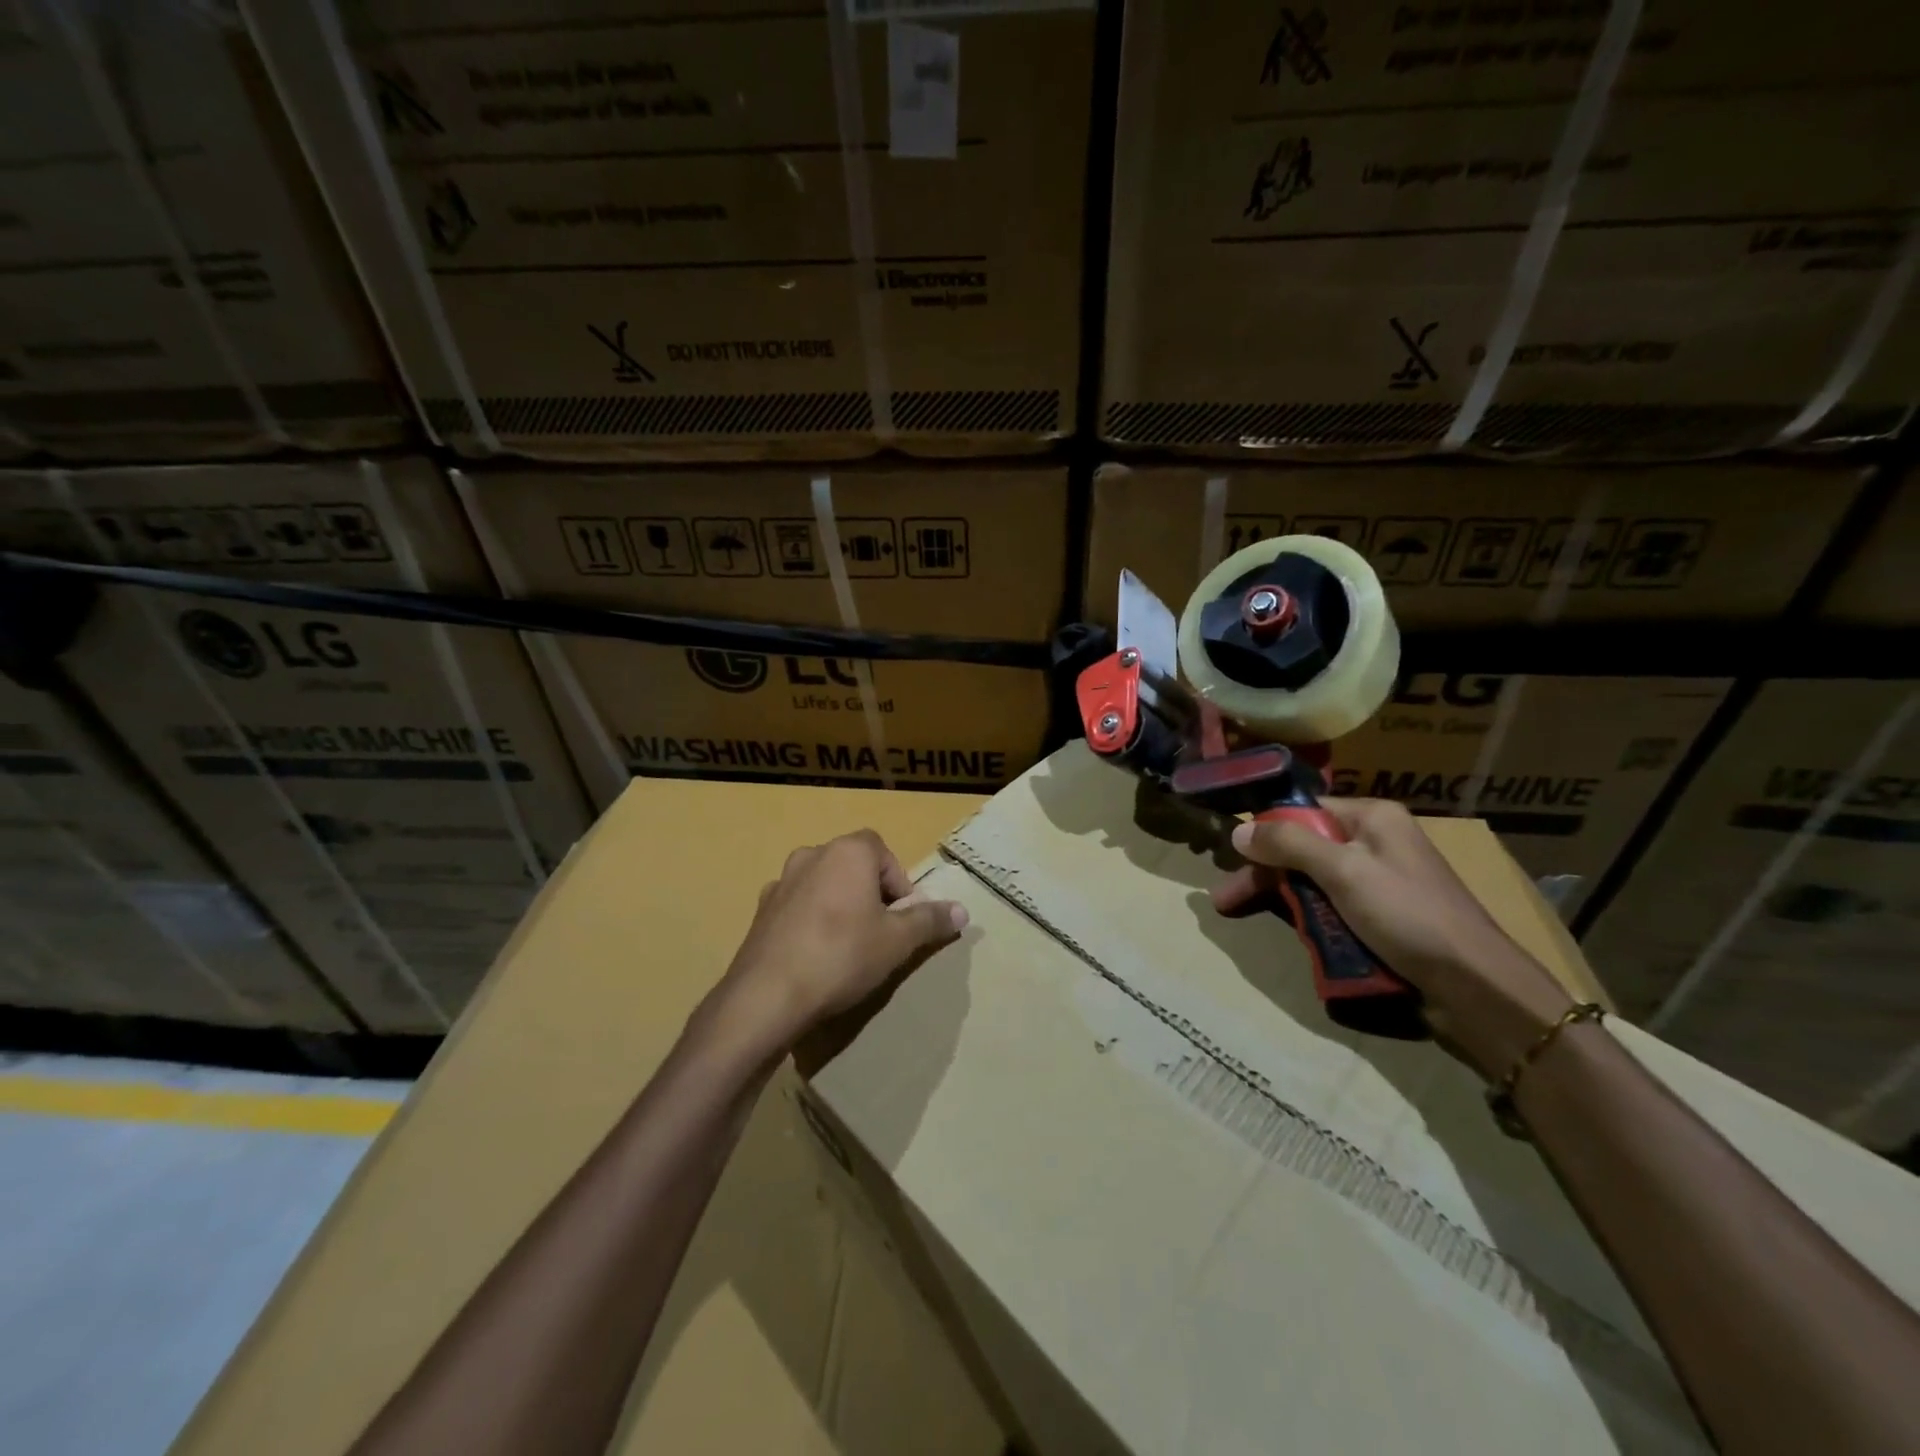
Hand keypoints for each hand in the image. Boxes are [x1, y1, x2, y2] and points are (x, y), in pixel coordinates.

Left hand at [707, 829, 967, 1055]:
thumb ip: (930, 920)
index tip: (903, 918)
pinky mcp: (760, 911)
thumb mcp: (897, 941)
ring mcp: (781, 882)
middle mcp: (812, 855)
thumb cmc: (842, 956)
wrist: (766, 996)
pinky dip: (812, 922)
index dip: (899, 882)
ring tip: (849, 947)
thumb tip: (962, 911)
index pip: (882, 851)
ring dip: (840, 906)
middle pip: (853, 866)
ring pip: (824, 885)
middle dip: (871, 893)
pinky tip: (816, 957)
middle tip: (881, 933)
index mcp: (848, 852)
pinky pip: (798, 907)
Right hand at [1212, 798, 1573, 1077]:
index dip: (1265, 831)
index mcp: (1372, 818)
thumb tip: (1238, 829)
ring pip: (1315, 881)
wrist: (1477, 988)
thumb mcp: (1343, 873)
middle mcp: (1376, 842)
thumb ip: (1288, 845)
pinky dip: (1311, 918)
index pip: (1303, 810)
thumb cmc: (1409, 916)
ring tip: (1246, 917)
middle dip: (1264, 873)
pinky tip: (1294, 933)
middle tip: (1225, 900)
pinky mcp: (1384, 918)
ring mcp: (1381, 882)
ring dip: (1283, 898)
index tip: (1232, 856)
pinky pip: (1334, 908)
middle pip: (1303, 848)